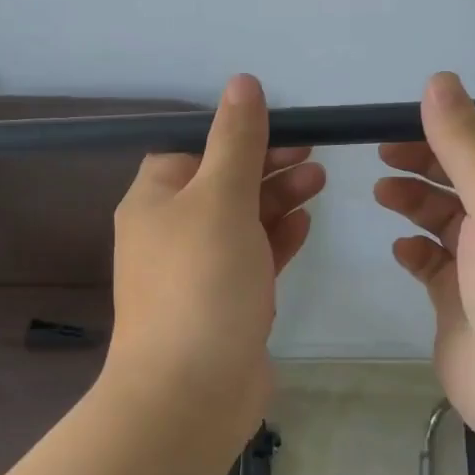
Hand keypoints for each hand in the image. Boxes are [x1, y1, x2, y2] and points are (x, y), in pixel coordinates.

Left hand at [107, 74, 325, 437]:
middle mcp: (169, 233)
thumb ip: (235, 140)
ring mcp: (196, 272)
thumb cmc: (201, 282)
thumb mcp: (220, 197)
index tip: (281, 126)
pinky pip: (250, 260)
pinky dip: (275, 240)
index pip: (190, 149)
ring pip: (240, 222)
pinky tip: (305, 225)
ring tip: (320, 180)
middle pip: (220, 184)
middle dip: (265, 165)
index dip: (234, 134)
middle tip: (313, 154)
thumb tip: (242, 82)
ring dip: (277, 199)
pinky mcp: (223, 304)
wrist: (190, 392)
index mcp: (154, 201)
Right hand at [375, 72, 474, 446]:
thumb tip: (439, 81)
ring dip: (416, 201)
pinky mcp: (462, 302)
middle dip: (427, 161)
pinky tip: (399, 247)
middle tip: (381, 152)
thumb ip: (466, 143)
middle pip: (467, 178)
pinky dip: (415, 250)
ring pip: (447, 219)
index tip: (408, 117)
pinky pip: (433, 264)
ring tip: (381, 193)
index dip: (457, 126)